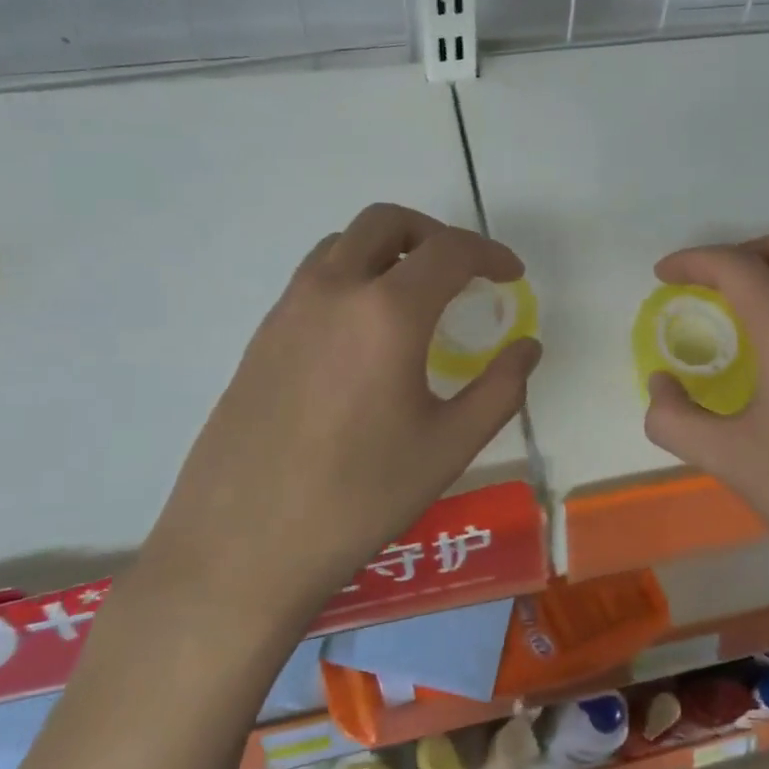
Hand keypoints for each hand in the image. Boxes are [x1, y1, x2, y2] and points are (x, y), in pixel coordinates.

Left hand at [153, 203, 540, 596]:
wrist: (241, 546)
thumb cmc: (359, 498)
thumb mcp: (449, 446)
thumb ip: (501, 388)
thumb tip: (527, 347)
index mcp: (387, 312)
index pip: (449, 251)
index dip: (490, 253)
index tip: (511, 275)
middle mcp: (334, 290)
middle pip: (387, 222)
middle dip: (434, 234)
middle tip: (462, 272)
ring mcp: (289, 308)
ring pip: (344, 244)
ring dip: (388, 250)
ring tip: (415, 297)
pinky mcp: (262, 334)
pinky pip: (315, 278)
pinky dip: (353, 276)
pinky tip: (365, 335)